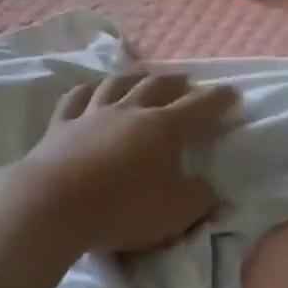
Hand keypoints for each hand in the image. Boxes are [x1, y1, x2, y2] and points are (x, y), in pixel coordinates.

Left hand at [13, 71, 239, 255]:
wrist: (55, 204)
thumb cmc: (123, 208)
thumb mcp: (175, 213)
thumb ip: (198, 199)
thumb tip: (209, 189)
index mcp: (163, 128)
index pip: (198, 107)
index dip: (217, 99)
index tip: (231, 92)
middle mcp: (130, 111)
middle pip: (157, 86)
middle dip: (176, 82)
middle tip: (187, 80)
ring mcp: (92, 114)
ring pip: (117, 84)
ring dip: (134, 77)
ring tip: (143, 75)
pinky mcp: (61, 125)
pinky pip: (76, 98)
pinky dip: (87, 91)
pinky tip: (90, 90)